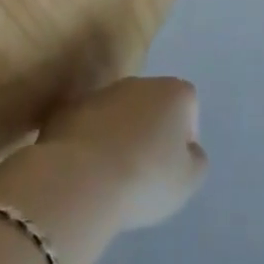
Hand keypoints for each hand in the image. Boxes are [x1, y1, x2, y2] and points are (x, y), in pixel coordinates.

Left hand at [34, 76, 207, 230]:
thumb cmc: (146, 178)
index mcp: (174, 92)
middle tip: (144, 170)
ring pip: (117, 114)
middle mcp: (138, 83)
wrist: (80, 181)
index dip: (184, 137)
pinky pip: (87, 126)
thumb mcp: (189, 180)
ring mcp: (100, 94)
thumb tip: (187, 150)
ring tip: (112, 174)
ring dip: (118, 135)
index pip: (188, 107)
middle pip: (151, 105)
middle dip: (149, 130)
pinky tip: (86, 172)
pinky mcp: (66, 111)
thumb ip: (196, 159)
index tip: (173, 165)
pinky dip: (89, 142)